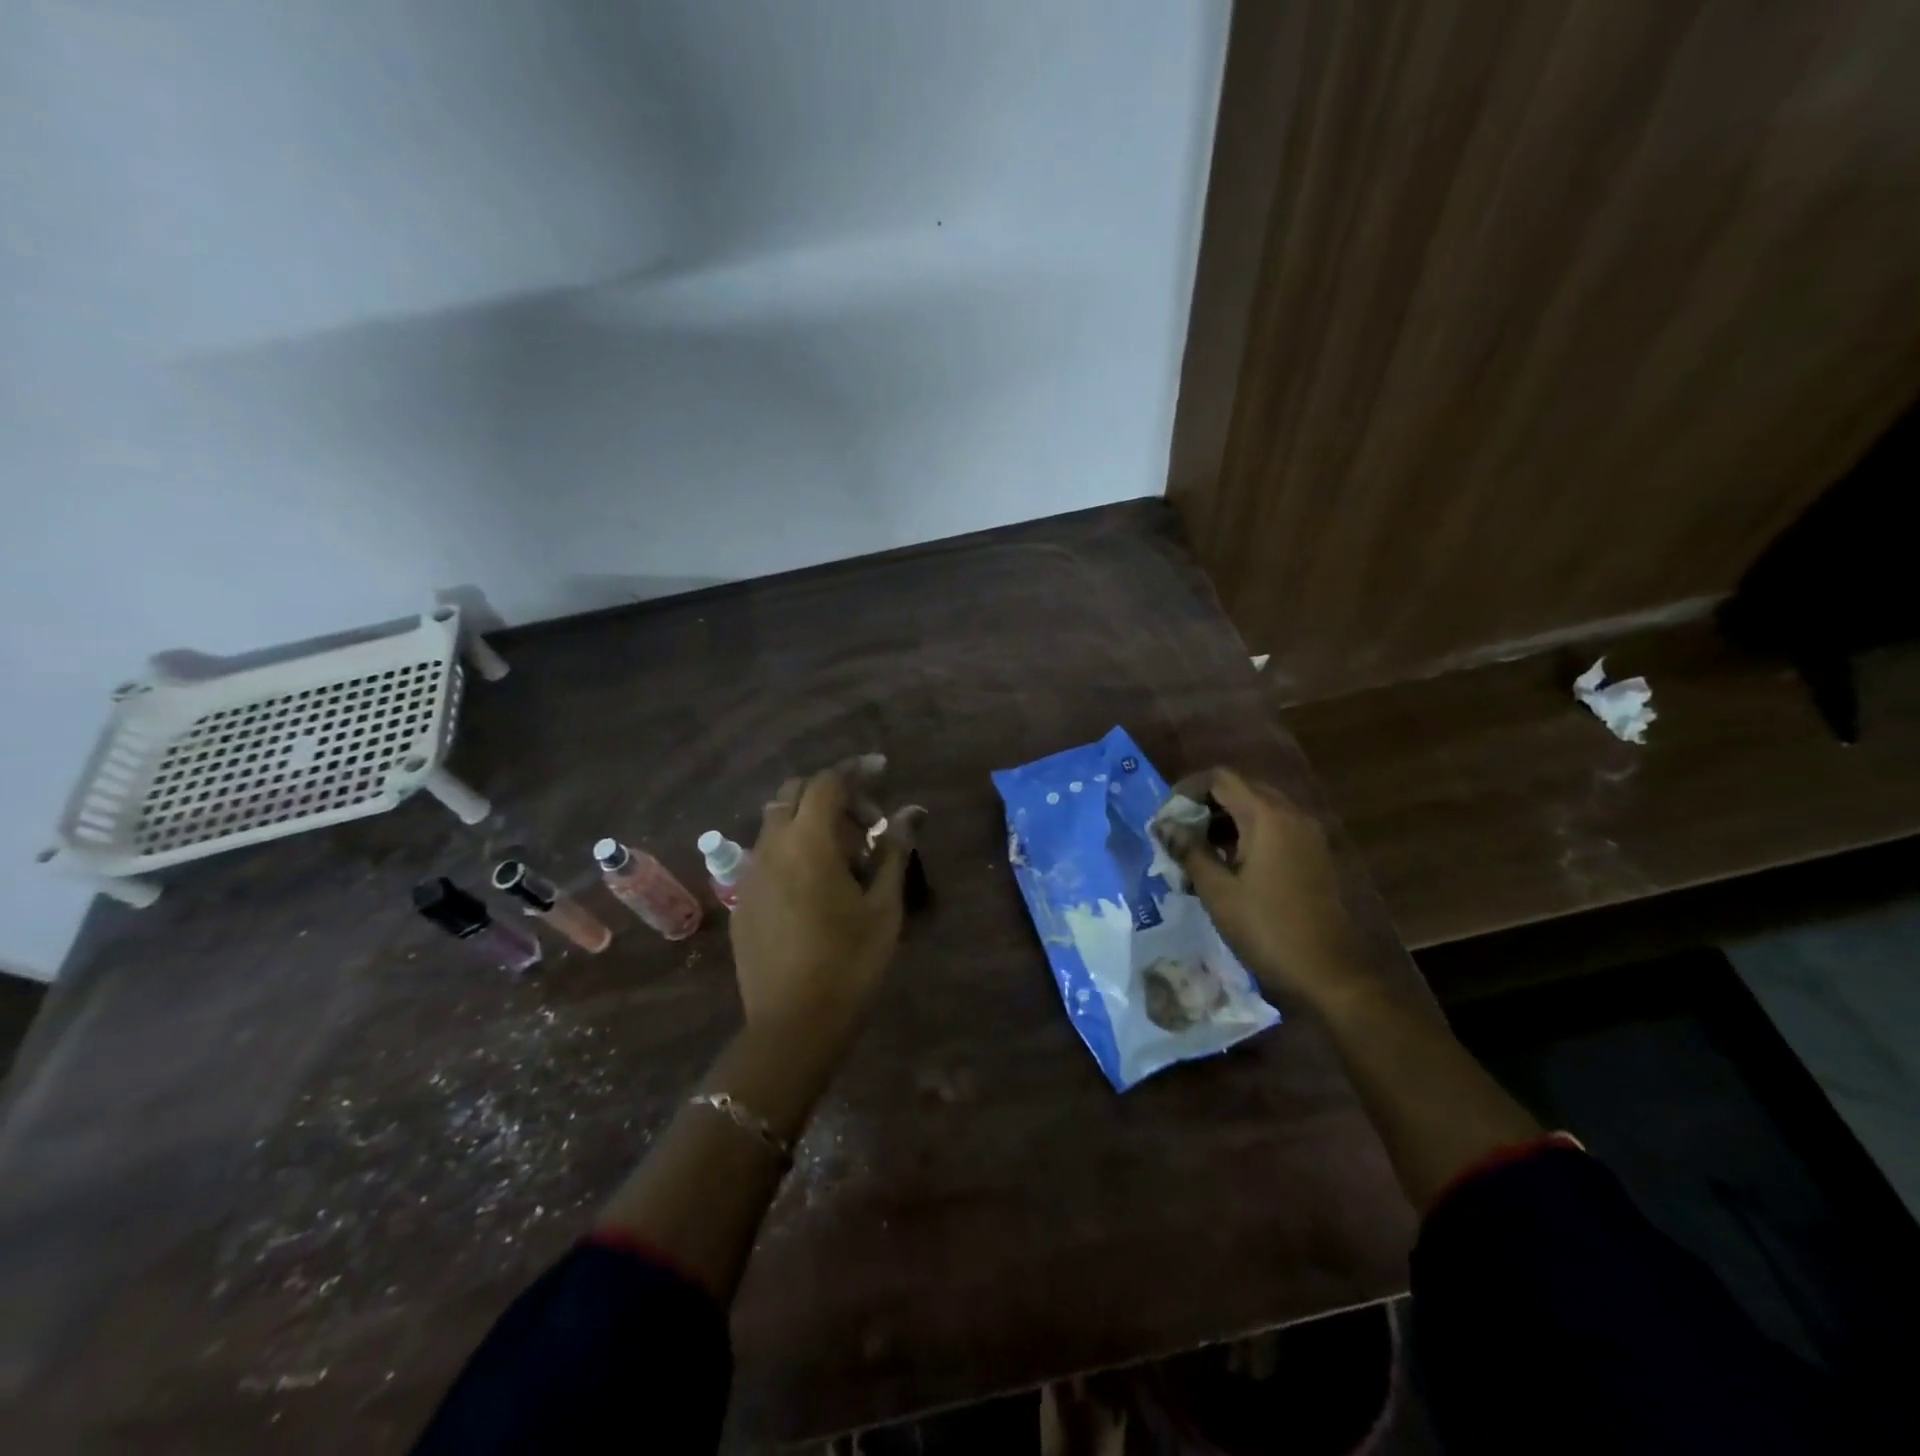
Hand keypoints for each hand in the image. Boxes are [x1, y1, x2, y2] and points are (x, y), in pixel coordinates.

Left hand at [730, 766, 918, 1052]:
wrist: (792, 1027)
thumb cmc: (850, 963)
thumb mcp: (884, 906)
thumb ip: (894, 850)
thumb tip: (912, 811)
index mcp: (808, 842)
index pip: (828, 782)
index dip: (856, 769)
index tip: (882, 768)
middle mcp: (771, 846)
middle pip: (795, 793)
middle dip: (832, 793)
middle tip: (867, 822)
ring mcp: (750, 873)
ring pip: (777, 821)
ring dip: (811, 820)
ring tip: (846, 855)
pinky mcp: (742, 899)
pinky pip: (767, 852)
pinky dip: (793, 846)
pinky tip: (817, 883)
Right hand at [1165, 768, 1370, 1010]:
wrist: (1330, 973)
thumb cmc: (1267, 928)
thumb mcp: (1217, 891)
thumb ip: (1188, 850)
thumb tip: (1163, 825)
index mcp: (1267, 816)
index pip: (1220, 778)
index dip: (1187, 790)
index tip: (1165, 816)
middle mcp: (1291, 814)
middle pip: (1241, 789)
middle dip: (1204, 804)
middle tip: (1177, 833)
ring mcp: (1307, 834)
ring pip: (1258, 809)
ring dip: (1224, 821)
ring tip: (1196, 851)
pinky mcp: (1313, 855)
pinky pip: (1274, 828)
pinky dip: (1246, 835)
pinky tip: (1227, 866)